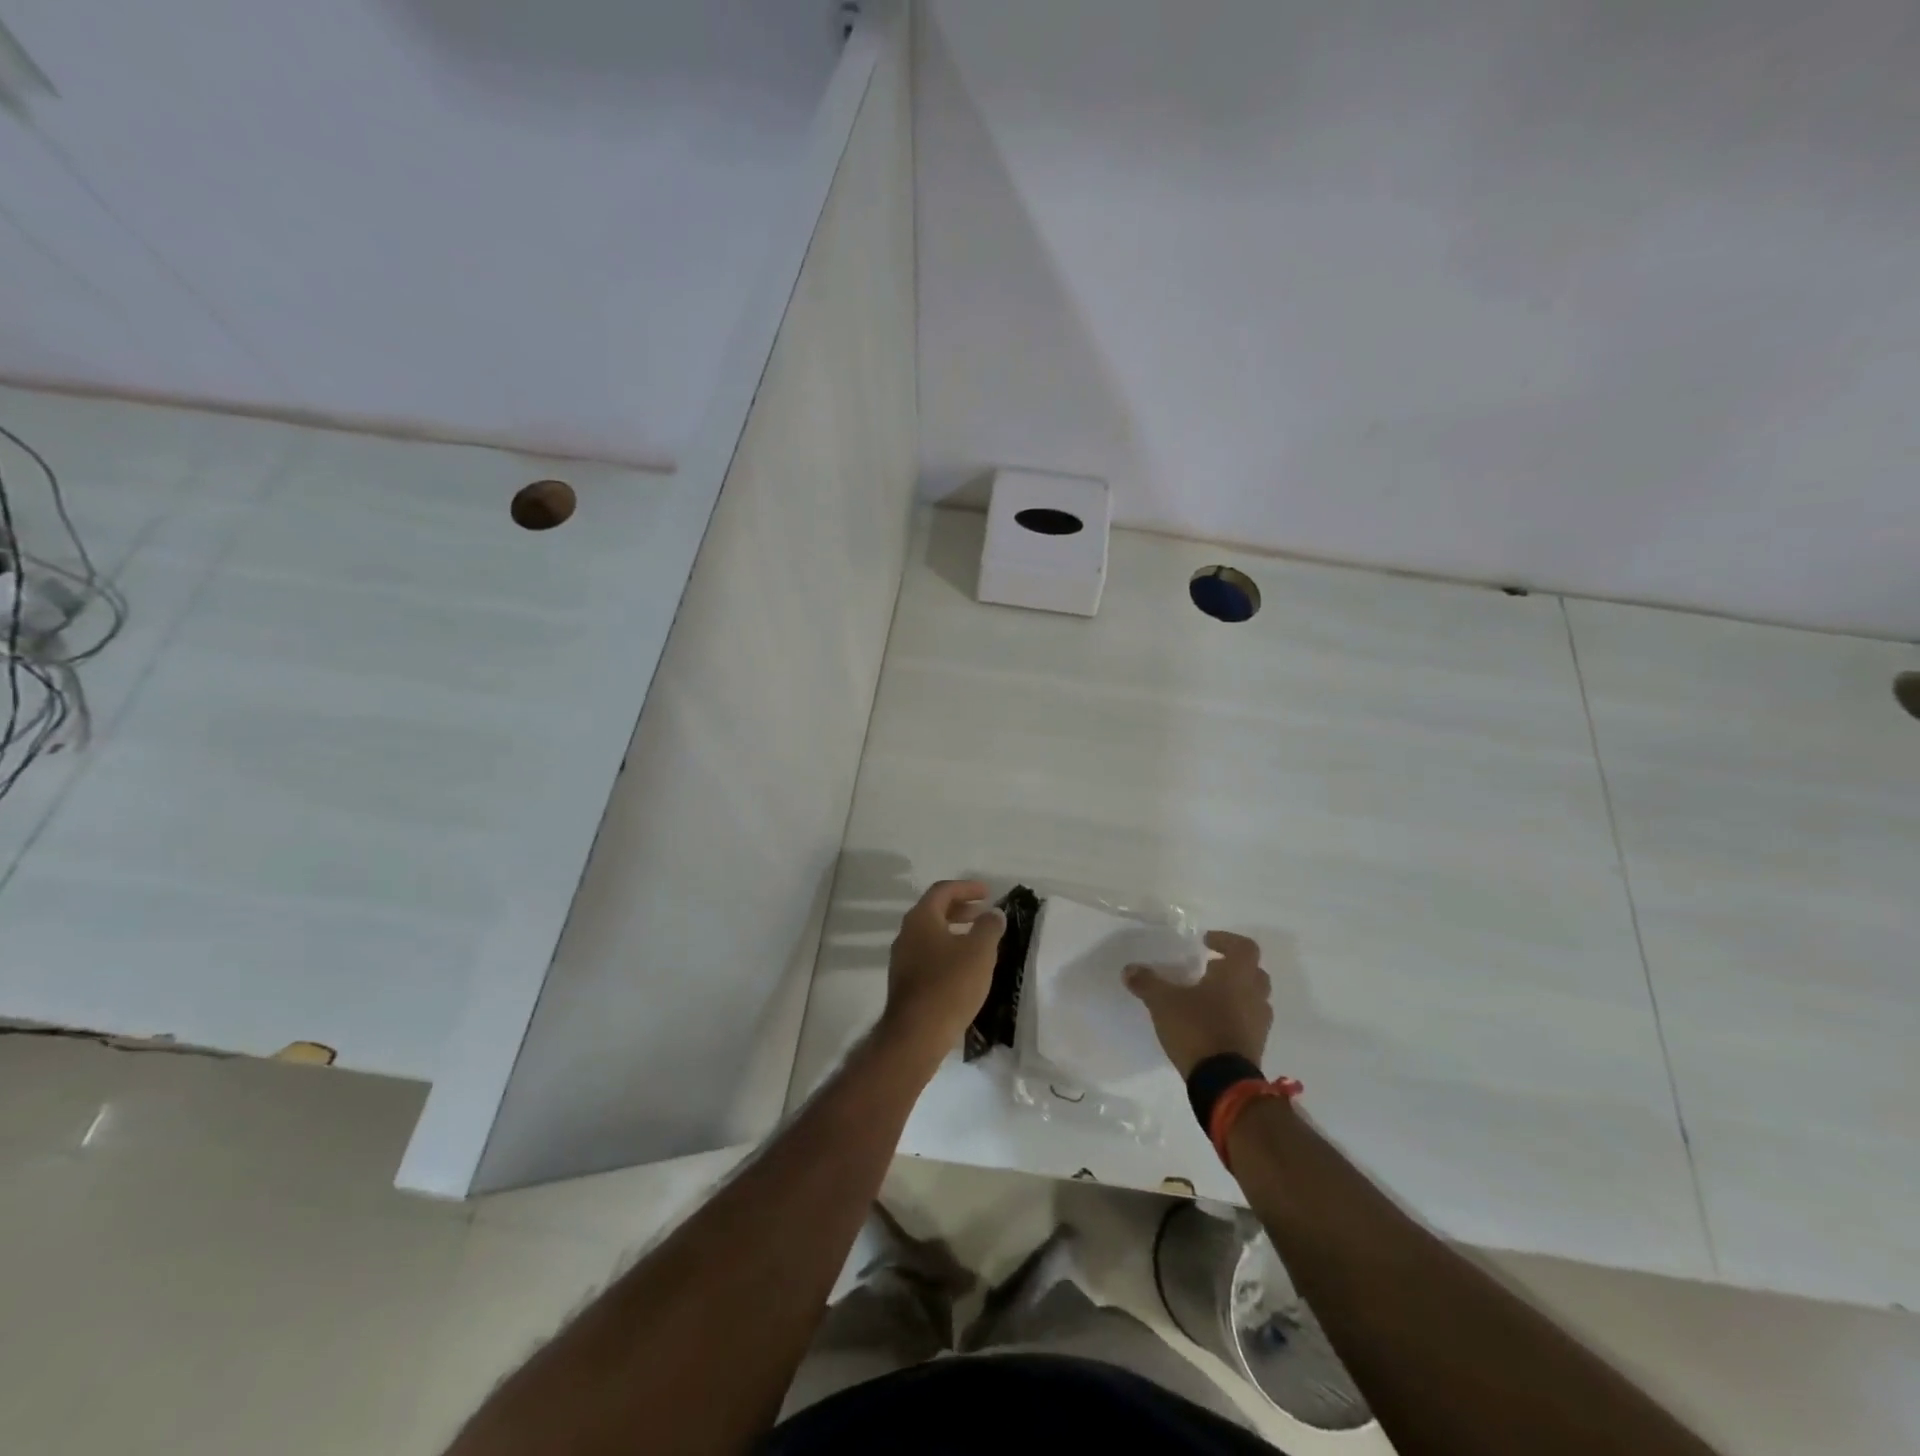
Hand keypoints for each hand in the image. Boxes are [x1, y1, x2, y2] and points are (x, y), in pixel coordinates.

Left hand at [877, 880, 1004, 1067]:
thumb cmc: (950, 984)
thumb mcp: (979, 951)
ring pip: (931, 934)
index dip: (967, 887)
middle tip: (984, 912)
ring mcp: (903, 958)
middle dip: (961, 908)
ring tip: (978, 939)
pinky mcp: (906, 981)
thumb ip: (989, 927)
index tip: (988, 892)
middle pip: (934, 910)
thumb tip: (994, 913)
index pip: (943, 890)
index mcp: (921, 918)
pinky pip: (929, 954)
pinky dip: (948, 949)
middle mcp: (906, 933)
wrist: (917, 1034)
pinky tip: (965, 965)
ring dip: (955, 930)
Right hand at [1125, 930, 1272, 1078]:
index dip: (1227, 940)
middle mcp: (1255, 995)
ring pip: (1254, 998)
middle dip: (1233, 967)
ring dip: (1237, 993)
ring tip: (1210, 997)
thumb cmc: (1197, 1029)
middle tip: (1210, 968)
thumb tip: (1129, 969)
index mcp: (1237, 975)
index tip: (1207, 943)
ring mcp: (1260, 1023)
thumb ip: (1147, 983)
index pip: (1244, 947)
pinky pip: (1250, 1022)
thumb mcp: (1163, 1002)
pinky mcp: (1257, 1046)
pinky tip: (1213, 1023)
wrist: (1223, 1083)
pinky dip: (1236, 1017)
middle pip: (1254, 972)